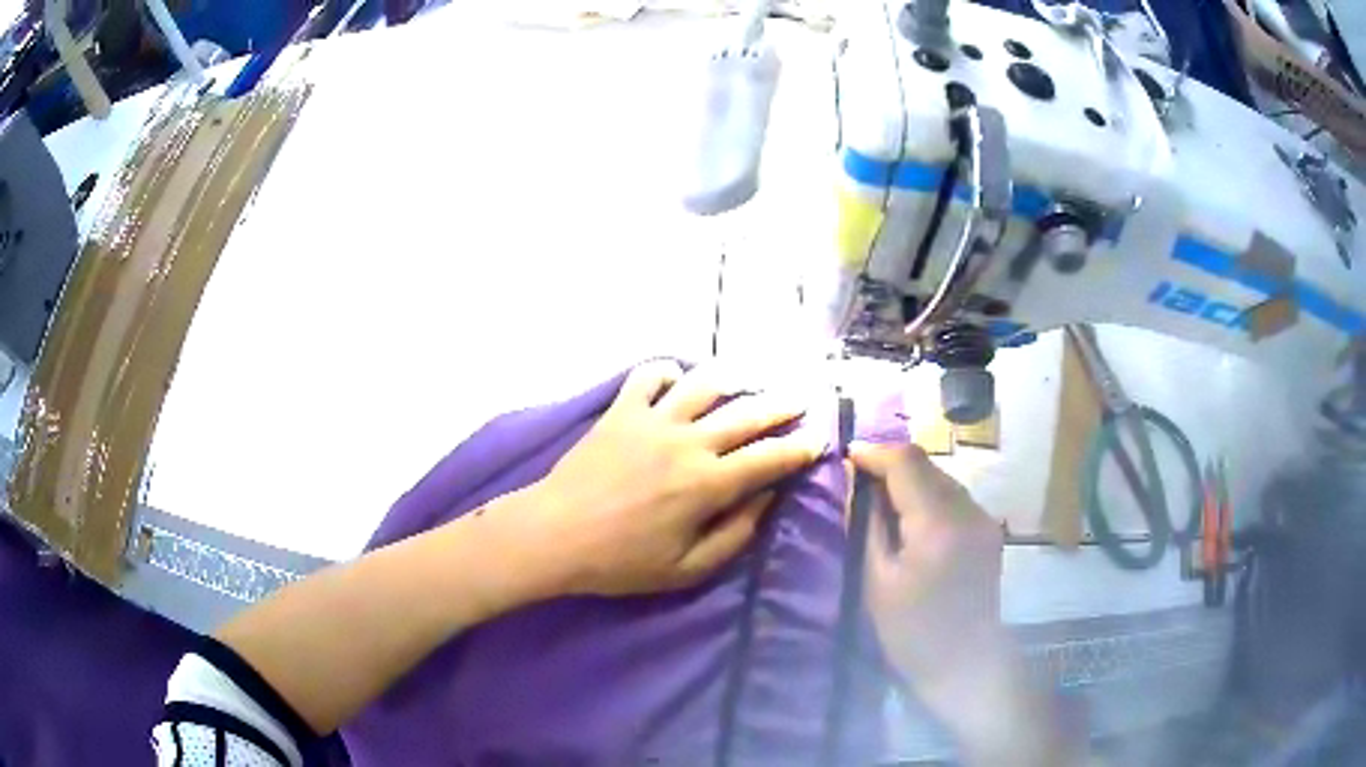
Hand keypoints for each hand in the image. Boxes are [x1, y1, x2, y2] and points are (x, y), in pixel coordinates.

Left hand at [524, 360, 821, 596]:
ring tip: (748, 379)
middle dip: (782, 405)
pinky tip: (678, 379)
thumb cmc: (621, 561)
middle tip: (801, 399)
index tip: (819, 439)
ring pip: (705, 384)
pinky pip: (649, 375)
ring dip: (734, 378)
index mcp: (708, 484)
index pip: (769, 459)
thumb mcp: (686, 570)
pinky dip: (668, 370)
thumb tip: (767, 501)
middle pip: (748, 414)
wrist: (554, 534)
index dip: (800, 448)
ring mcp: (653, 419)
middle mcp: (688, 442)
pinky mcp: (621, 410)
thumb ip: (735, 535)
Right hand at [849, 443, 1073, 765]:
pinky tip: (912, 518)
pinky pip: (954, 497)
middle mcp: (968, 510)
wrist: (965, 663)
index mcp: (938, 524)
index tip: (847, 456)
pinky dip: (929, 496)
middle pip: (927, 464)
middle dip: (891, 463)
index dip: (874, 453)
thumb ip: (870, 525)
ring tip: (882, 497)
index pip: (906, 462)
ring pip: (942, 477)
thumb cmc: (911, 632)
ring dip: (911, 479)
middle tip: (859, 477)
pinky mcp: (989, 530)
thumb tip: (861, 484)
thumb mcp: (877, 581)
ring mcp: (984, 519)